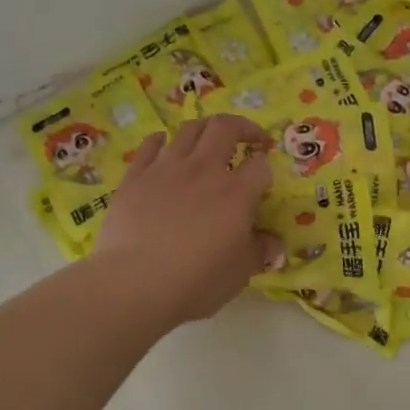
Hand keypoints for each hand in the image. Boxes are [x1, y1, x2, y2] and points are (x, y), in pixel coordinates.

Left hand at [89, 115, 274, 327]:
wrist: (135, 283)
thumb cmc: (197, 280)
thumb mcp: (240, 272)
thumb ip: (259, 251)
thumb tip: (275, 246)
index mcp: (237, 192)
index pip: (260, 165)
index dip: (265, 167)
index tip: (264, 176)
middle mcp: (204, 169)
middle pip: (225, 127)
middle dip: (242, 127)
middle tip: (248, 138)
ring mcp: (167, 168)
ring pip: (189, 129)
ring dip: (204, 129)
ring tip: (209, 140)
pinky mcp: (136, 176)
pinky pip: (150, 145)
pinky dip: (161, 140)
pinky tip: (164, 145)